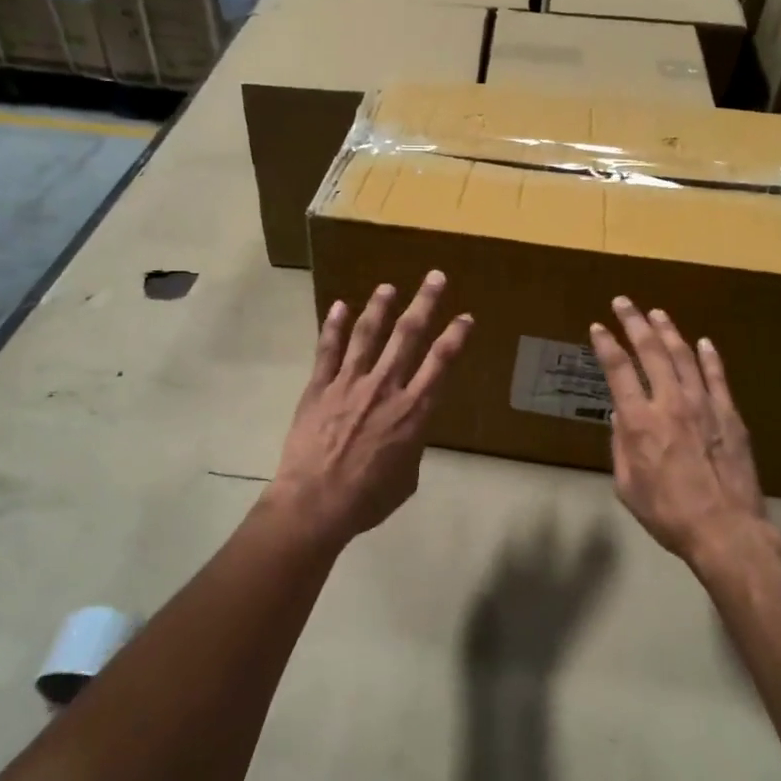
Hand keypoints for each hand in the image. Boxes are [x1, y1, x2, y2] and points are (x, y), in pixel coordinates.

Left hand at [267, 270, 473, 545]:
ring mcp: (349, 384)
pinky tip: (339, 305)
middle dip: (424, 303)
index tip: (466, 316)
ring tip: (389, 287)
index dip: (456, 336)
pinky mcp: (319, 388)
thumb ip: (411, 445)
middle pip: (408, 336)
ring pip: (368, 335)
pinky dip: (333, 326)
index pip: (440, 362)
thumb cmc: (367, 499)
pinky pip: (327, 350)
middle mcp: (385, 387)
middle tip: (435, 277)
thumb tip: (407, 432)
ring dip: (380, 307)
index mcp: (413, 411)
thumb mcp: (407, 478)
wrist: (315, 504)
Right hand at [589, 297, 765, 565]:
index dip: (605, 345)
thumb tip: (620, 417)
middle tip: (623, 302)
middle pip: (650, 351)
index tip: (597, 327)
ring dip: (668, 331)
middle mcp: (670, 403)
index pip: (618, 371)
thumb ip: (621, 448)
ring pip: (683, 356)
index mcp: (639, 421)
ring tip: (657, 313)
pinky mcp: (729, 415)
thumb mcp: (627, 486)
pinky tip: (703, 342)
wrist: (725, 529)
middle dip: (634, 322)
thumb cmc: (667, 513)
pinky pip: (717, 377)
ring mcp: (704, 405)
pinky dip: (709, 356)